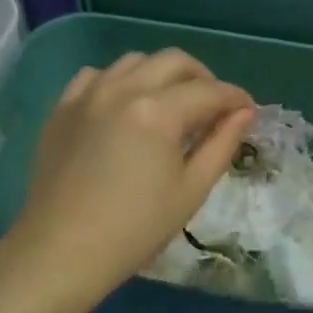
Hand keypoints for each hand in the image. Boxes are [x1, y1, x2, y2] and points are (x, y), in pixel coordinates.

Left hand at [8, 51, 255, 298]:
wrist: (62, 251)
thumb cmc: (136, 229)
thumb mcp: (191, 190)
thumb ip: (222, 144)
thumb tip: (245, 113)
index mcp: (158, 112)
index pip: (210, 91)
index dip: (236, 98)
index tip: (249, 111)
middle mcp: (122, 89)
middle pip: (174, 61)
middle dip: (203, 78)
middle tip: (214, 107)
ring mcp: (87, 94)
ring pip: (134, 62)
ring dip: (162, 75)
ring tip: (172, 106)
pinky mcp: (63, 108)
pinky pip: (97, 75)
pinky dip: (120, 81)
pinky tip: (125, 108)